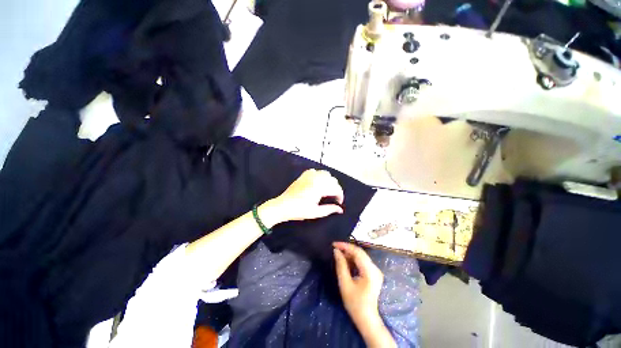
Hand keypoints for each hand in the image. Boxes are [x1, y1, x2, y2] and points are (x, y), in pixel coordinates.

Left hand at [260, 169, 343, 225]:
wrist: (282, 206)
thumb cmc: (298, 210)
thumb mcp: (315, 212)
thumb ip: (329, 209)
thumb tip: (340, 209)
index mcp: (319, 188)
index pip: (335, 188)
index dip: (340, 195)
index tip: (339, 202)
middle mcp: (315, 179)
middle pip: (332, 180)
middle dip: (336, 188)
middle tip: (334, 197)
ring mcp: (309, 176)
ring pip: (325, 173)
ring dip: (329, 181)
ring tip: (327, 190)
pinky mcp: (303, 175)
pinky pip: (315, 171)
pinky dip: (319, 175)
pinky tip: (318, 182)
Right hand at [333, 242, 383, 325]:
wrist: (366, 319)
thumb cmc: (355, 303)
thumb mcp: (345, 284)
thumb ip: (341, 265)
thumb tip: (336, 251)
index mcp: (370, 271)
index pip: (357, 252)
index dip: (345, 246)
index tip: (334, 244)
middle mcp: (375, 268)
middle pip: (360, 252)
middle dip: (347, 249)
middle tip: (335, 248)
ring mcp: (375, 271)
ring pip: (361, 256)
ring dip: (349, 254)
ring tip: (338, 253)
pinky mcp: (374, 273)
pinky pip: (362, 261)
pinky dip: (353, 259)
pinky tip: (345, 260)